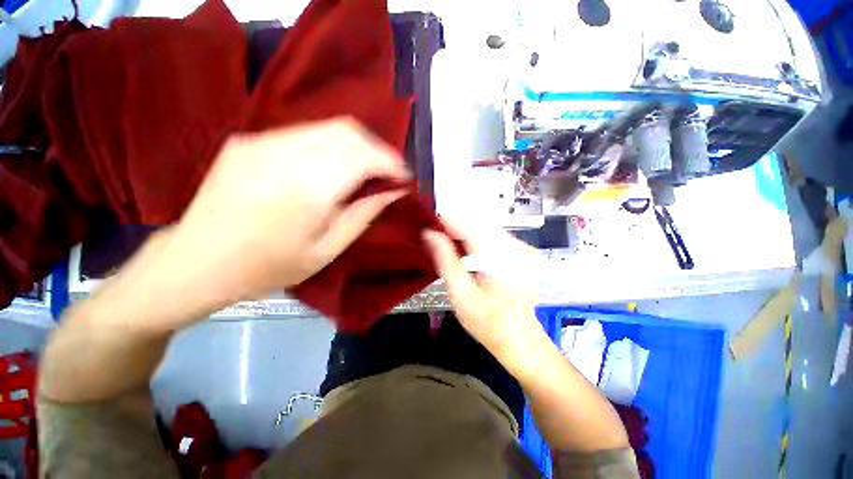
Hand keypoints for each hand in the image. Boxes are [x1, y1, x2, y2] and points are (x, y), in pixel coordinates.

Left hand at [158, 118, 408, 308]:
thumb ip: (363, 215)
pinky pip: (303, 133)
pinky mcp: (249, 141)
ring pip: (327, 127)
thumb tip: (392, 192)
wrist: (196, 262)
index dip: (391, 162)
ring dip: (355, 145)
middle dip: (377, 148)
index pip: (364, 156)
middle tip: (387, 172)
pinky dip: (329, 145)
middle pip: (348, 131)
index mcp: (309, 188)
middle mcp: (286, 154)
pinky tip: (331, 167)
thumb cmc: (268, 267)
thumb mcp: (327, 250)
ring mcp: (262, 142)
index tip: (403, 177)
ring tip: (365, 169)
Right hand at [422, 218, 545, 357]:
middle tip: (435, 239)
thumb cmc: (487, 322)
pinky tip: (467, 253)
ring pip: (484, 225)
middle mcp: (513, 244)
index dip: (445, 221)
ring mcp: (520, 246)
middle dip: (454, 226)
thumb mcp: (460, 294)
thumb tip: (429, 233)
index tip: (428, 227)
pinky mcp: (520, 251)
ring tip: (448, 246)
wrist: (520, 338)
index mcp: (498, 255)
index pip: (467, 223)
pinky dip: (475, 238)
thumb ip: (445, 260)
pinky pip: (492, 234)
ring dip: (464, 232)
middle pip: (476, 221)